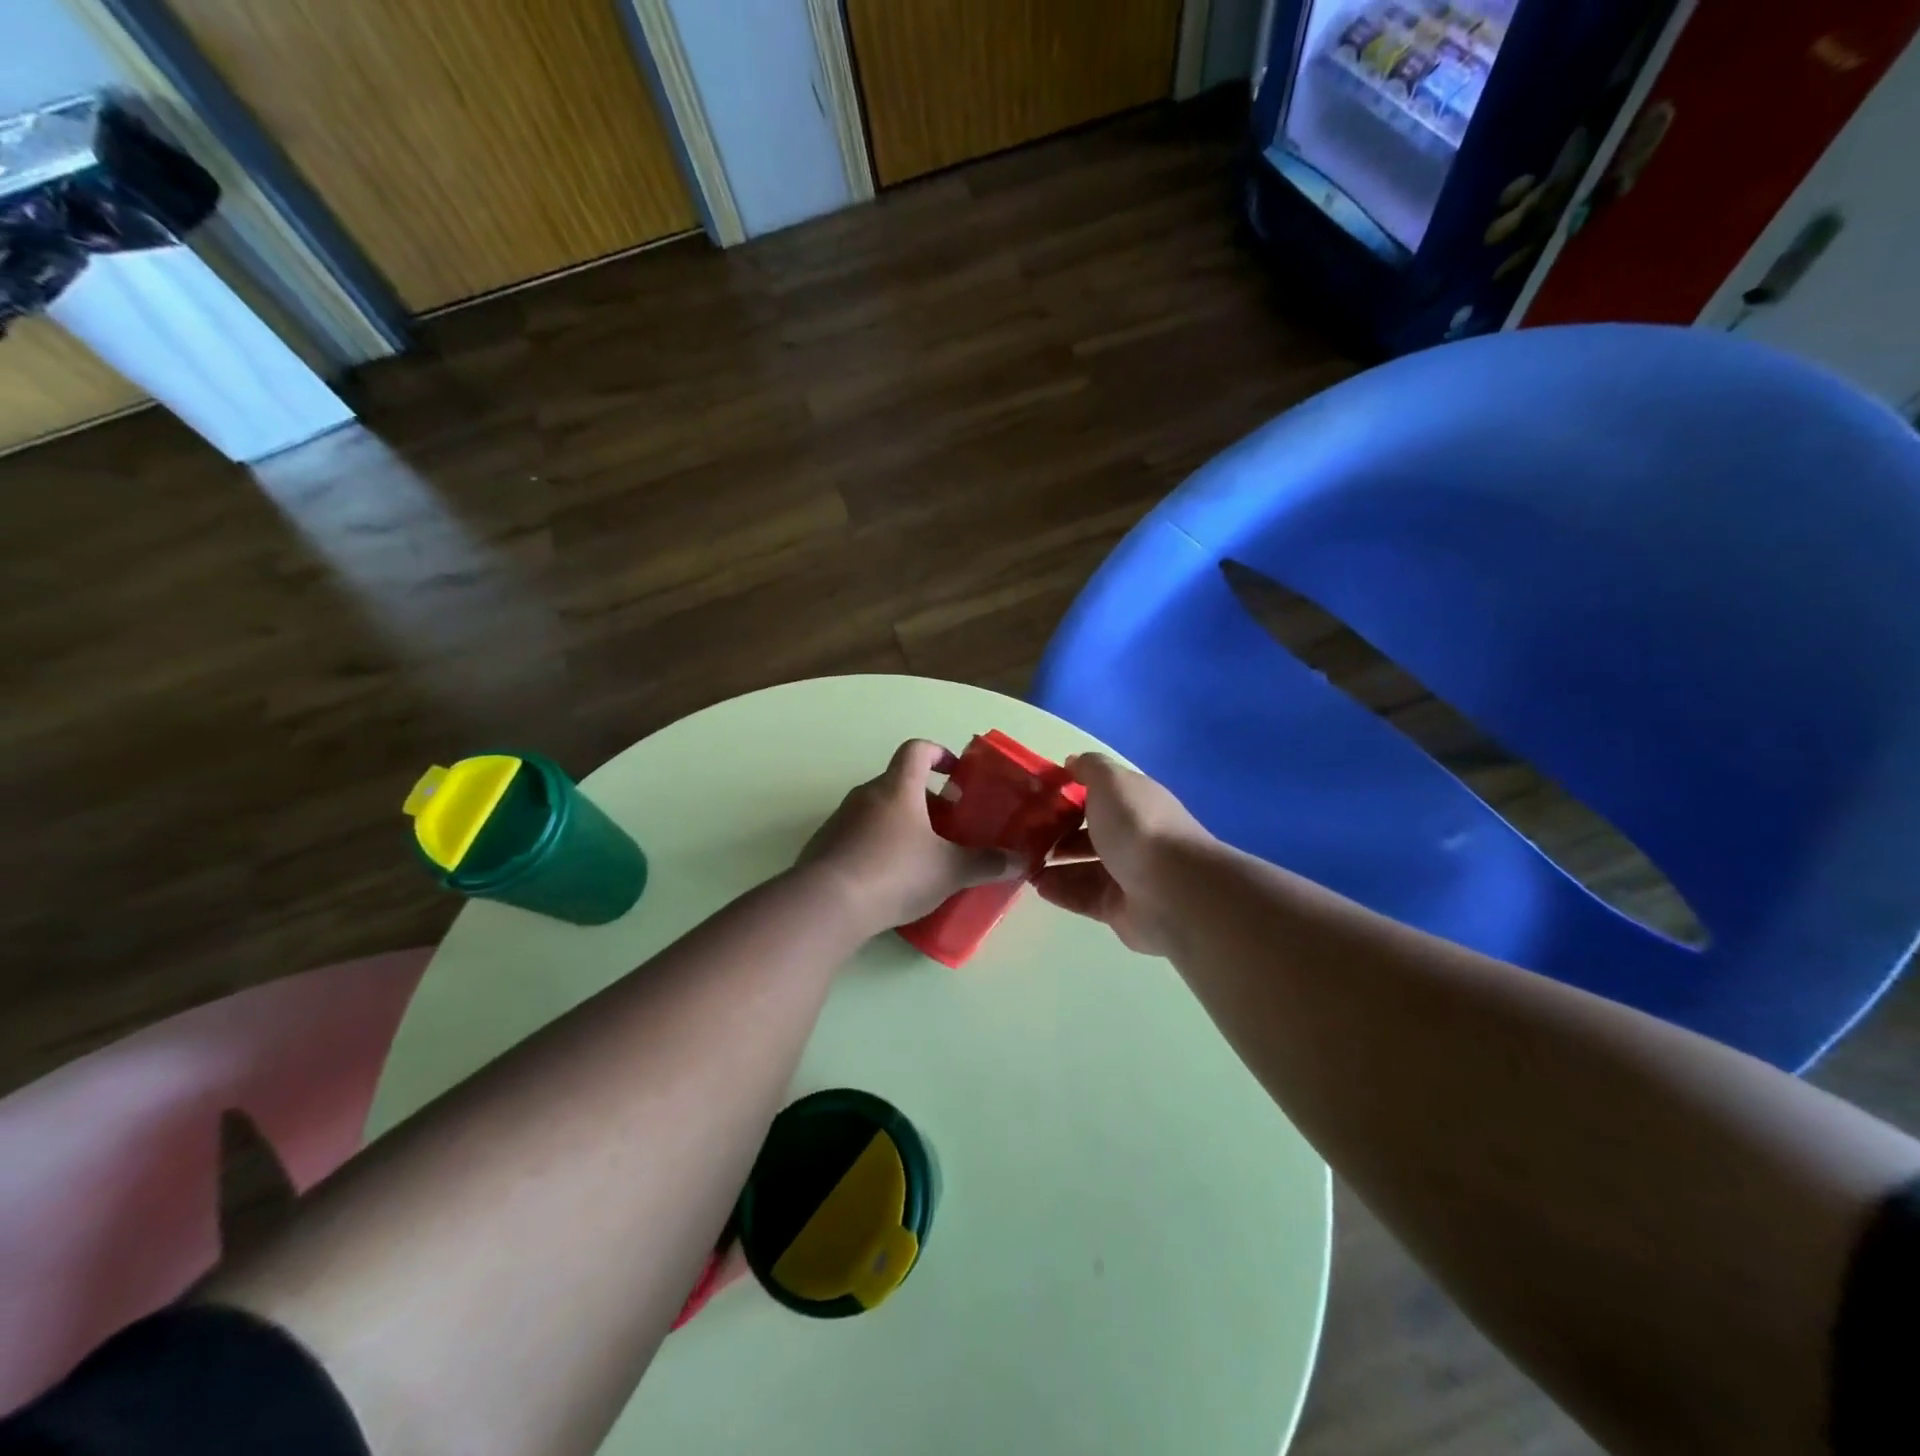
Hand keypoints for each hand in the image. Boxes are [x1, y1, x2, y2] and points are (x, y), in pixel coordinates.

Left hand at [800, 739, 1024, 934]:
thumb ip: (986, 863)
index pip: (917, 750)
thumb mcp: (950, 870)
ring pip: (877, 810)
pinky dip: (876, 846)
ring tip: (921, 856)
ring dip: (900, 824)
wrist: (827, 904)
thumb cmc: (895, 872)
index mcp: (897, 787)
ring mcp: (839, 819)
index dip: (939, 753)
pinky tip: (888, 879)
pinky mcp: (823, 846)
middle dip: (926, 800)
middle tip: (948, 826)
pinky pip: (857, 835)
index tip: (955, 772)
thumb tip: (1022, 861)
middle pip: (898, 783)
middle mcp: (865, 795)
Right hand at [1033, 753, 1215, 955]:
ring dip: (1052, 864)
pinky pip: (1082, 896)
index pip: (1100, 796)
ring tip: (1021, 862)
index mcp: (1135, 803)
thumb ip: (1090, 768)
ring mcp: (1126, 875)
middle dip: (1057, 833)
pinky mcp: (1118, 908)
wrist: (1172, 890)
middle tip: (1023, 834)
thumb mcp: (1110, 781)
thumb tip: (1072, 762)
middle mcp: (1133, 837)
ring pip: (1082, 867)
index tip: (1036, 797)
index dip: (1070, 794)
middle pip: (1089, 833)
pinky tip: (1035, 885)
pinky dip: (1060, 890)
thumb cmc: (1137, 826)